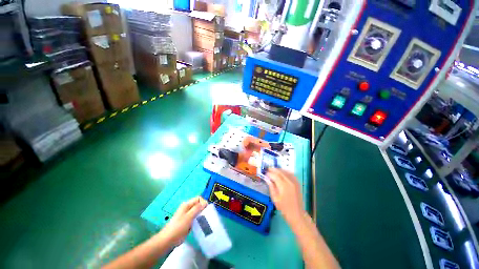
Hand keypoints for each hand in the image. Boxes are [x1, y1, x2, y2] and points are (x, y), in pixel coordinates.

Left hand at [160, 196, 207, 245]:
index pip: (198, 198)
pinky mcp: (187, 222)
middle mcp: (187, 208)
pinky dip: (198, 220)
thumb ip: (197, 209)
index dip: (203, 202)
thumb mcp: (189, 217)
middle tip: (206, 216)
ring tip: (204, 221)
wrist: (168, 240)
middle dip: (203, 209)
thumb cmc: (178, 227)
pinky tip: (200, 225)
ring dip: (201, 215)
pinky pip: (195, 218)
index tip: (206, 209)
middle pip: (198, 205)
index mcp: (187, 205)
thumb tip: (205, 203)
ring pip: (197, 212)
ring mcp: (187, 215)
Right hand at [265, 168, 303, 222]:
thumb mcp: (275, 198)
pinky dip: (286, 172)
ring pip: (286, 171)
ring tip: (274, 170)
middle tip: (268, 169)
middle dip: (274, 170)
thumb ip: (271, 186)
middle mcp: (289, 182)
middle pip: (281, 172)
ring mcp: (294, 182)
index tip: (265, 173)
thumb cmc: (284, 208)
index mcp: (283, 186)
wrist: (296, 214)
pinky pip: (291, 174)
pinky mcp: (297, 183)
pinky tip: (282, 173)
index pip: (275, 176)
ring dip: (279, 170)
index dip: (269, 173)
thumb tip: (267, 178)